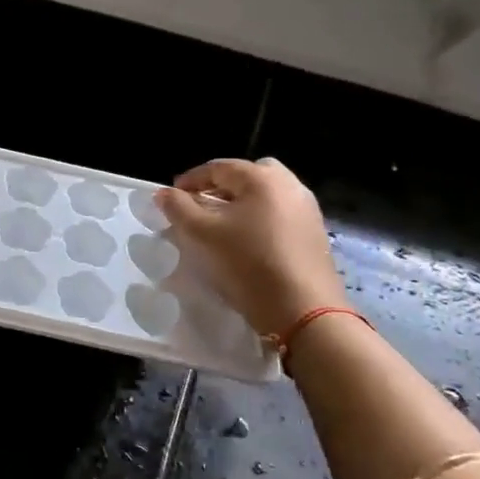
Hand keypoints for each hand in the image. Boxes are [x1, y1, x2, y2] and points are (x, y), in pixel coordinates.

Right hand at [156, 158, 346, 337]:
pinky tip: (249, 242)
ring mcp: (307, 208)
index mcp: (262, 178)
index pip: (217, 168)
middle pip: (247, 175)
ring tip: (223, 226)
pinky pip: (281, 213)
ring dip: (242, 202)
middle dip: (221, 186)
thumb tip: (164, 193)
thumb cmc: (248, 264)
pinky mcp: (315, 232)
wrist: (303, 310)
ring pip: (267, 194)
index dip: (190, 180)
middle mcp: (289, 184)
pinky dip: (261, 218)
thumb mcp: (203, 235)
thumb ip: (179, 208)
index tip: (172, 197)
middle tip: (202, 206)